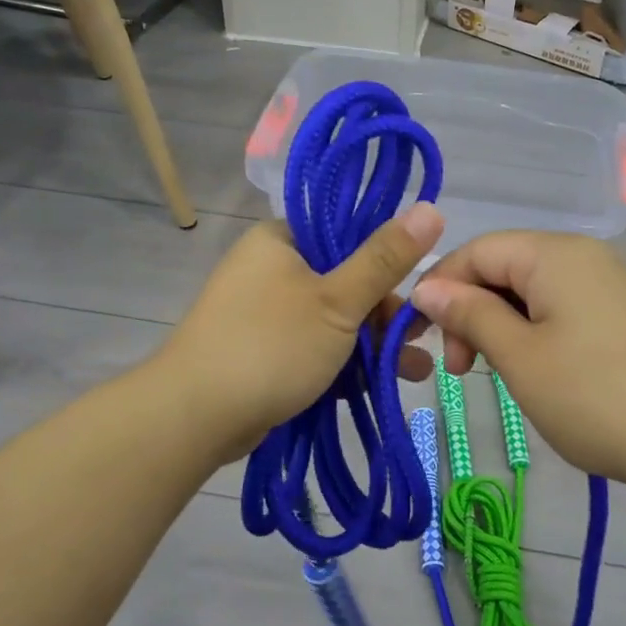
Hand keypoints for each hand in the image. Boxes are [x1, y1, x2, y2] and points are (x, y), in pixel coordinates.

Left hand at [160, 204, 445, 463]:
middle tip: (421, 340)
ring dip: (374, 344)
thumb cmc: (271, 346)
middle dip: (386, 314)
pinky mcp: (263, 349)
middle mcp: (271, 268)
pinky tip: (380, 383)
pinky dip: (345, 361)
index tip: (420, 291)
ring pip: (333, 318)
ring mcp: (265, 312)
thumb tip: (431, 207)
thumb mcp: (338, 301)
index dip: (388, 261)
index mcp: (282, 240)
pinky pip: (314, 345)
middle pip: (344, 280)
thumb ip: (385, 259)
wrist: (194, 417)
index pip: (347, 234)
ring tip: (416, 371)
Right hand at [410, 232, 625, 503]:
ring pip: (533, 290)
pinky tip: (538, 372)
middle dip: (471, 311)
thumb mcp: (520, 358)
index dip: (440, 288)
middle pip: (505, 267)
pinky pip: (564, 308)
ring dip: (502, 326)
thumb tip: (428, 287)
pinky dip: (536, 333)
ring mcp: (611, 283)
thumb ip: (470, 315)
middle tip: (462, 370)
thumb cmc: (597, 398)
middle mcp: (584, 255)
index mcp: (554, 254)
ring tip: (498, 375)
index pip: (476, 250)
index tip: (420, 339)